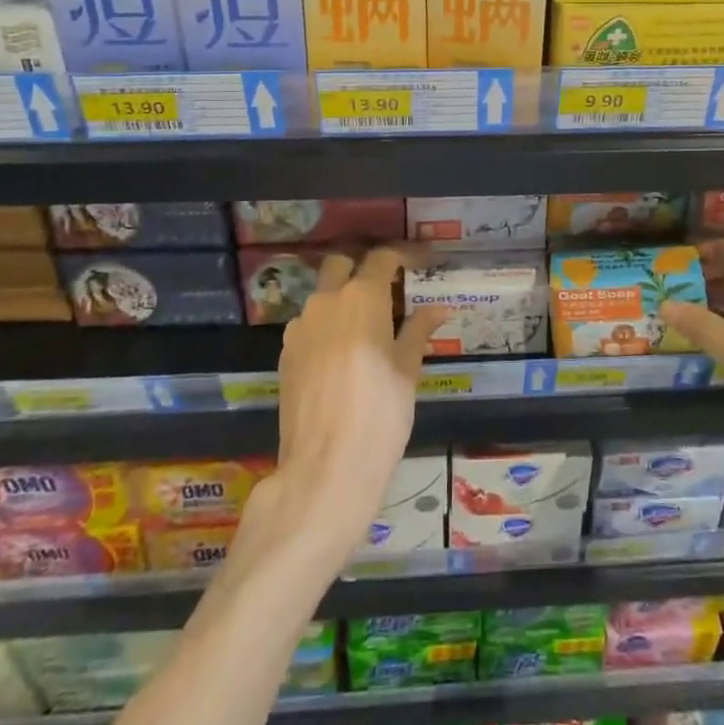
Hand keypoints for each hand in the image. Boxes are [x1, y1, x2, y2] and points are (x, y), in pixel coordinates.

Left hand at [252, 246, 444, 560]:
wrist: (324, 469)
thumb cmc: (380, 415)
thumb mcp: (408, 371)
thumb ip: (418, 331)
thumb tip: (438, 308)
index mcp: (362, 297)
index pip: (382, 258)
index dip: (404, 254)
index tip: (422, 261)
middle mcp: (326, 300)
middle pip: (342, 264)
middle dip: (364, 266)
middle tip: (389, 285)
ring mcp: (300, 326)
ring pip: (322, 293)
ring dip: (344, 296)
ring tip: (368, 323)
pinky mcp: (285, 353)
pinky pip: (310, 323)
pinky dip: (328, 323)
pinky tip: (344, 351)